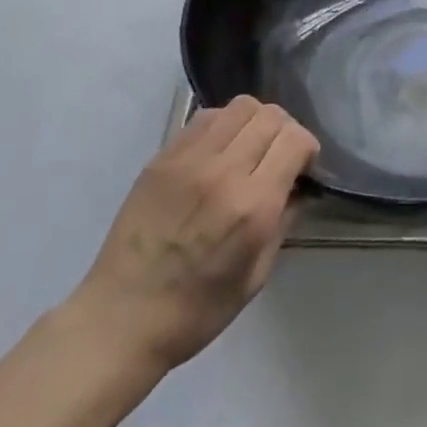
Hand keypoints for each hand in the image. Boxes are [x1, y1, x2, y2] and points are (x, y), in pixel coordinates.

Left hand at [65, 96, 319, 372]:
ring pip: (240, 106)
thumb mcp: (257, 275)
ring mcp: (189, 160)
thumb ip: (284, 221)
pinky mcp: (162, 158)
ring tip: (247, 148)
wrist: (119, 320)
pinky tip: (218, 151)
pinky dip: (223, 125)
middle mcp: (223, 172)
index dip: (307, 149)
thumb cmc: (196, 310)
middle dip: (285, 131)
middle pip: (271, 116)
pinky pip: (205, 117)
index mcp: (252, 206)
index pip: (295, 140)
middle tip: (277, 156)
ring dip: (254, 122)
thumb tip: (298, 186)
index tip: (301, 168)